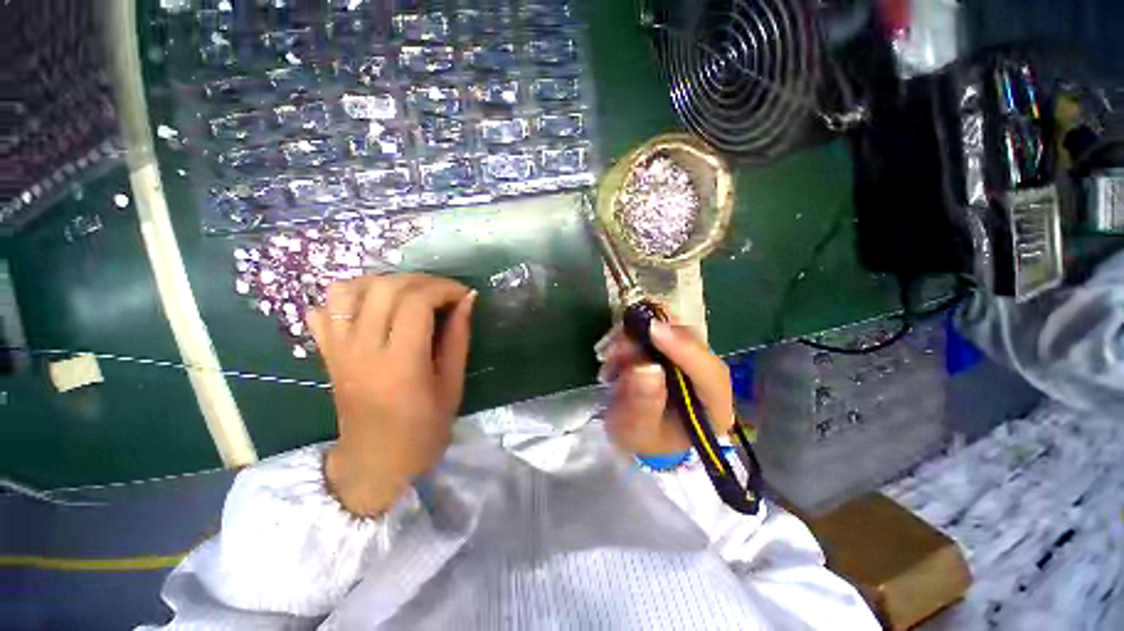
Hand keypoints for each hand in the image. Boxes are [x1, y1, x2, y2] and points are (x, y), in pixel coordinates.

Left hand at [307, 274, 475, 516]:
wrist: (376, 463)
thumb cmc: (424, 429)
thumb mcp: (453, 385)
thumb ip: (458, 338)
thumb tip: (467, 300)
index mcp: (400, 364)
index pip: (416, 303)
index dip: (444, 289)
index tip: (463, 295)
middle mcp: (362, 350)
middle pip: (384, 288)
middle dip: (421, 281)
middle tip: (443, 293)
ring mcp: (338, 350)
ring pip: (348, 289)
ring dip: (384, 282)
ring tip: (409, 295)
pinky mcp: (326, 353)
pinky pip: (326, 308)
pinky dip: (350, 296)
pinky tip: (374, 306)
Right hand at [599, 319, 733, 456]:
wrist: (639, 430)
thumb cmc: (643, 437)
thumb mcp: (637, 431)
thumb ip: (643, 405)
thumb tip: (646, 367)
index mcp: (715, 409)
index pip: (711, 375)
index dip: (684, 349)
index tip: (653, 331)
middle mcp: (710, 377)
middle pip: (693, 343)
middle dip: (653, 338)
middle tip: (618, 345)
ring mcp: (693, 358)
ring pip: (674, 329)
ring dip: (639, 334)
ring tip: (612, 353)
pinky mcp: (676, 346)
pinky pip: (660, 327)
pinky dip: (636, 332)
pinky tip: (617, 349)